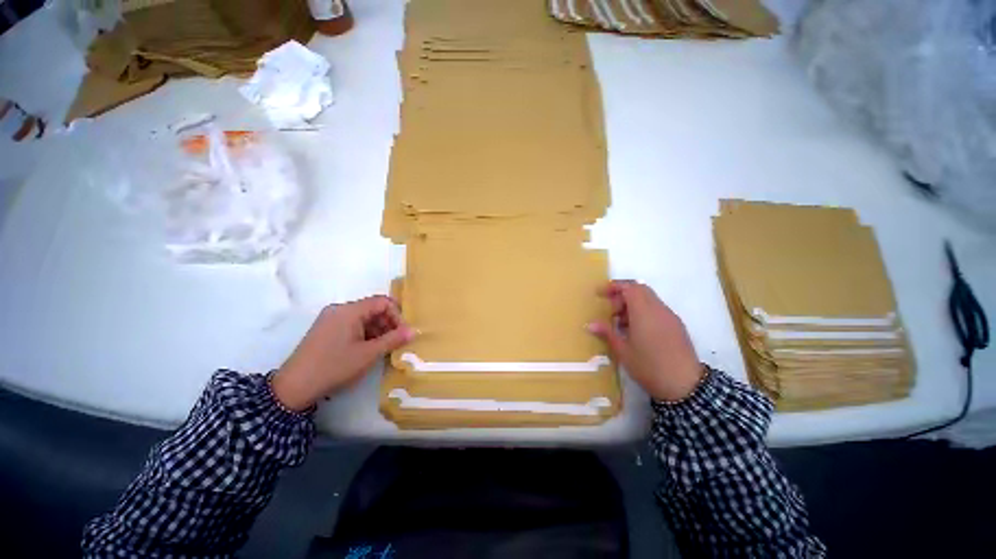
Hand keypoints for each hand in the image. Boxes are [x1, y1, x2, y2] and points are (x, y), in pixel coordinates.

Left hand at [271, 296, 415, 411]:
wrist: (293, 387)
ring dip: (378, 330)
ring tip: (383, 349)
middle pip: (373, 309)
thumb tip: (414, 331)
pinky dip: (365, 334)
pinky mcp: (325, 330)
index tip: (403, 333)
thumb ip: (393, 339)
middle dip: (388, 324)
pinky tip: (368, 350)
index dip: (397, 315)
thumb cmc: (334, 367)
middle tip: (396, 342)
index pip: (382, 302)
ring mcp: (330, 319)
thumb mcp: (368, 354)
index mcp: (350, 310)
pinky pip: (352, 325)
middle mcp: (340, 310)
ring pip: (363, 318)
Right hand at [588, 281, 702, 401]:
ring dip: (633, 303)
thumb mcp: (622, 351)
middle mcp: (659, 309)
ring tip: (621, 322)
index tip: (600, 293)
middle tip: (611, 310)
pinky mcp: (676, 325)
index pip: (629, 287)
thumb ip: (607, 333)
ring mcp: (670, 317)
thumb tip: (590, 324)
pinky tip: (636, 330)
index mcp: (644, 312)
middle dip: (622, 294)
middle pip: (640, 289)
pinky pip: (657, 309)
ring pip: (649, 299)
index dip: (613, 286)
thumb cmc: (648, 367)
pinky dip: (644, 311)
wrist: (684, 386)